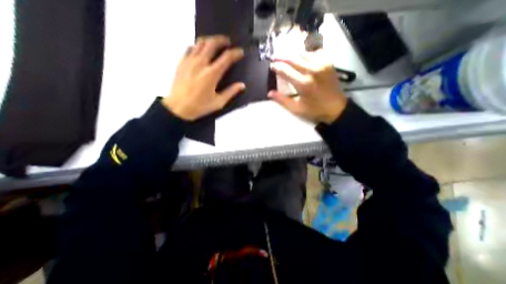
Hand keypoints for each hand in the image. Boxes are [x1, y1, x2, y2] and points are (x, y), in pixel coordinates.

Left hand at [163, 34, 246, 118]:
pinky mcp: (182, 62)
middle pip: (212, 43)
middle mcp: (201, 63)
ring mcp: (189, 61)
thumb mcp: (218, 102)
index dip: (235, 53)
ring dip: (210, 40)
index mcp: (212, 74)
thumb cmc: (200, 106)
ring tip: (215, 44)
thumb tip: (242, 85)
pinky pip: (190, 48)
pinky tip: (200, 51)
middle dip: (222, 40)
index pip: (226, 58)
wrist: (178, 107)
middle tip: (228, 42)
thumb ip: (231, 92)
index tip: (240, 52)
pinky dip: (197, 46)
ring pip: (200, 42)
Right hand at [268, 53, 347, 124]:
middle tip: (275, 57)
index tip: (271, 66)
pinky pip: (314, 53)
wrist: (336, 108)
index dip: (276, 67)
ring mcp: (321, 64)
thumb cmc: (314, 110)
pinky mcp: (328, 63)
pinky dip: (305, 55)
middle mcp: (312, 70)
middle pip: (293, 58)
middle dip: (282, 57)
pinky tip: (302, 59)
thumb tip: (269, 93)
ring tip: (286, 57)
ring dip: (293, 55)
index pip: (285, 70)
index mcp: (303, 83)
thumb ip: (282, 100)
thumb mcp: (296, 108)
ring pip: (303, 53)